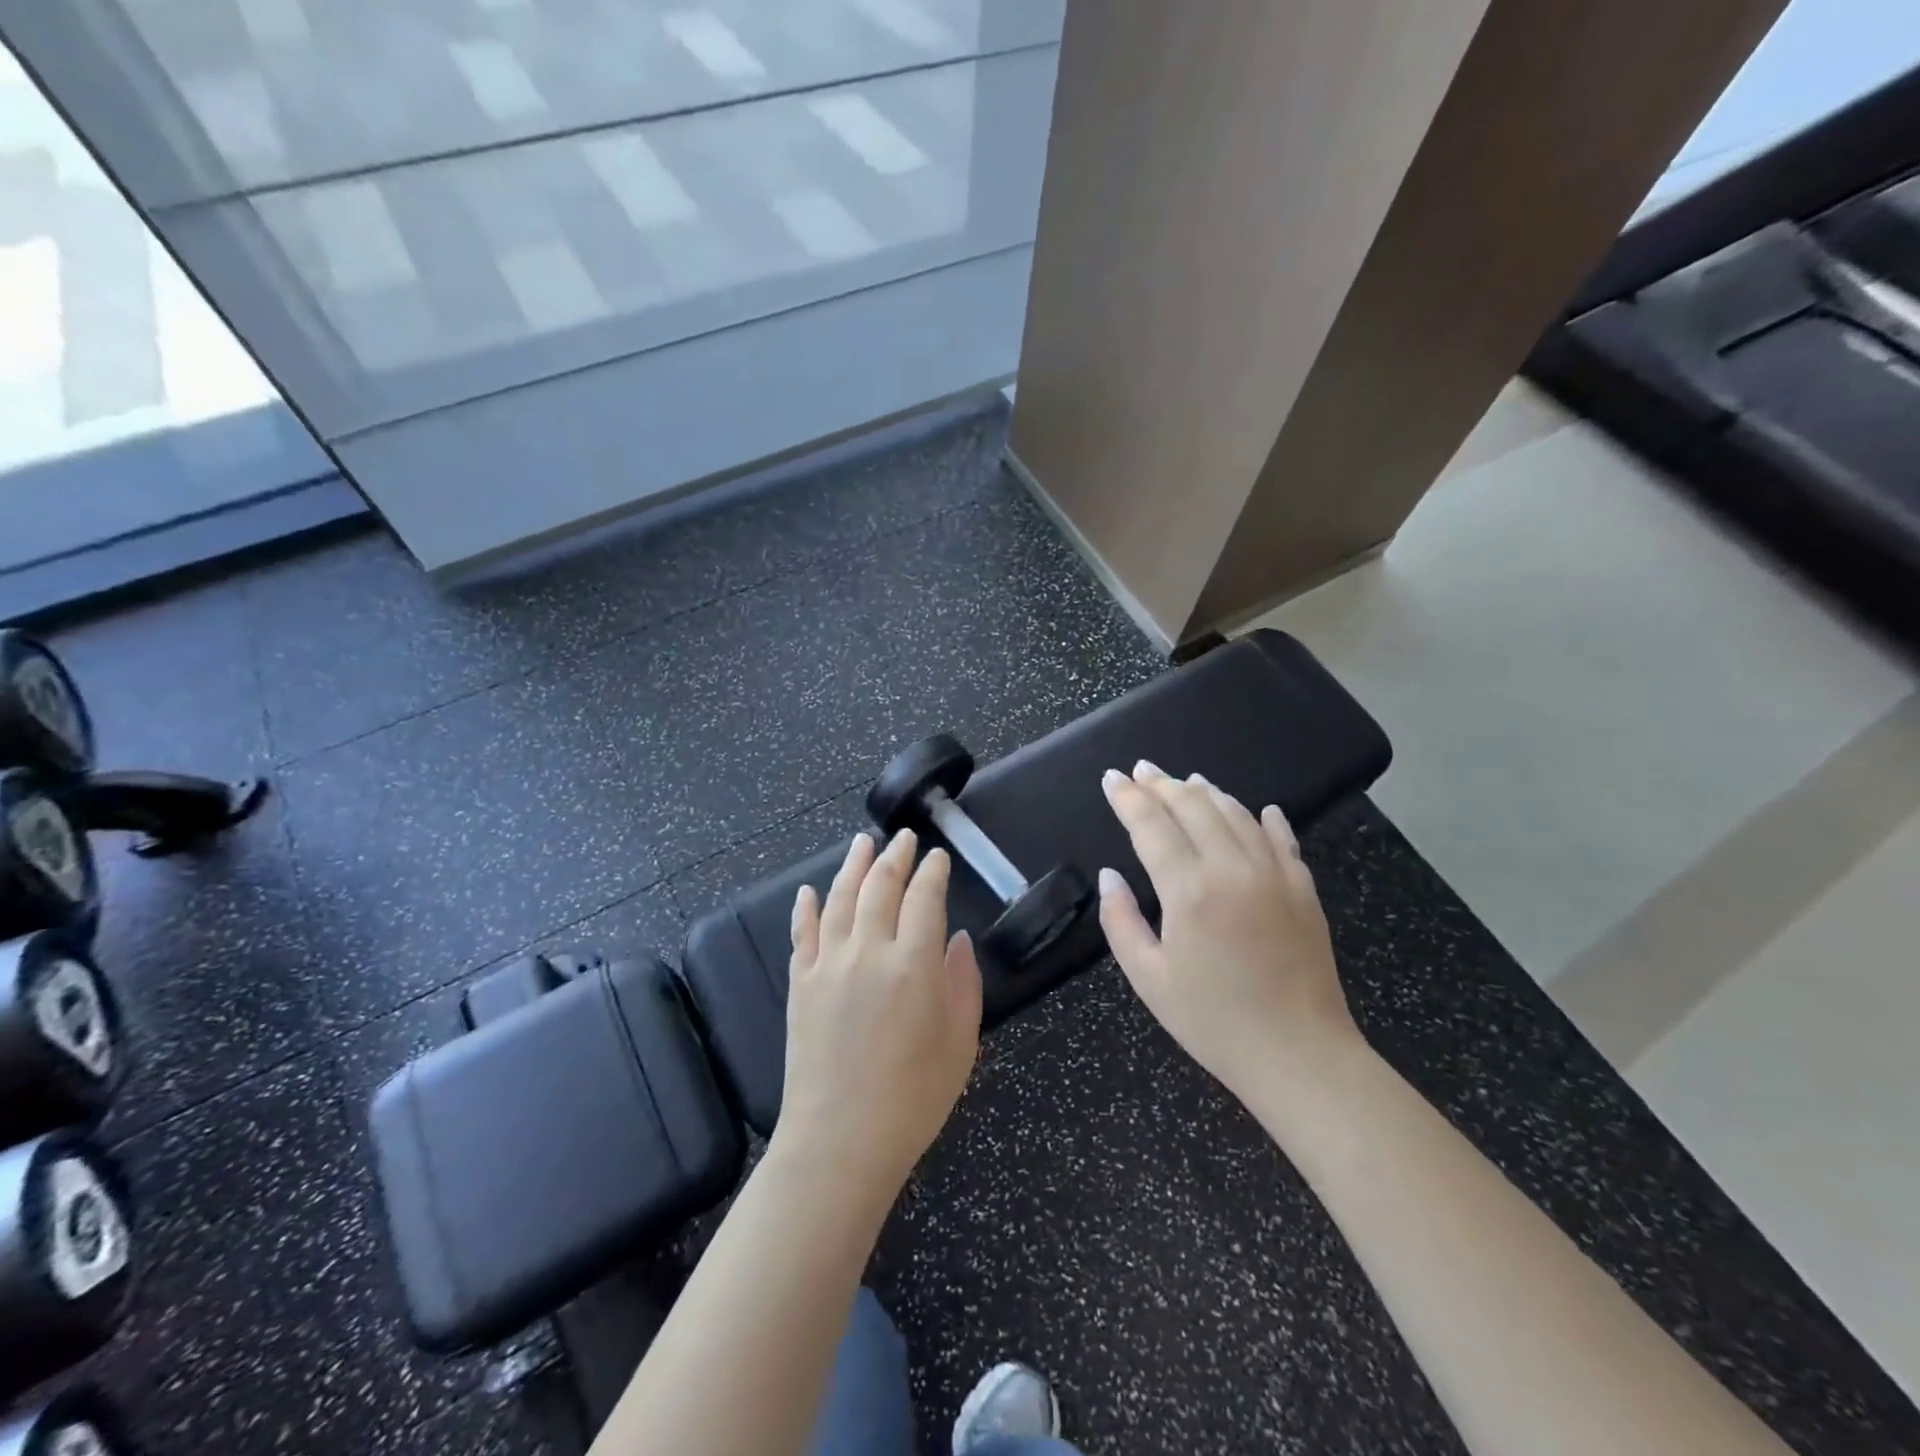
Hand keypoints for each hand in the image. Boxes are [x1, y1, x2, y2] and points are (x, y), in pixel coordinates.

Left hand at [777, 830, 982, 1202]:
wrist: (840, 1142)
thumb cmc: (913, 1098)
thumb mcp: (960, 1043)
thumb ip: (963, 983)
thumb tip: (955, 939)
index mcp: (914, 965)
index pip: (925, 898)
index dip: (933, 871)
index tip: (938, 857)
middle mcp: (869, 952)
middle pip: (880, 887)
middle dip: (895, 857)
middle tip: (903, 838)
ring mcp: (828, 965)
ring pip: (840, 898)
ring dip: (852, 866)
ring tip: (861, 842)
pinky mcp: (800, 984)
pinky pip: (802, 934)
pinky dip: (807, 907)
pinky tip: (809, 890)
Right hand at [1097, 761, 1361, 1105]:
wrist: (1300, 1055)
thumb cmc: (1213, 1022)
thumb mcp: (1148, 978)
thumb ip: (1121, 920)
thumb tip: (1110, 876)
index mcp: (1189, 890)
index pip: (1152, 825)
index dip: (1128, 798)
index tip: (1113, 778)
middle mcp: (1232, 869)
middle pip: (1194, 806)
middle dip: (1163, 784)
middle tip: (1143, 770)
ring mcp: (1275, 875)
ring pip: (1237, 813)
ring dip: (1207, 792)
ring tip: (1186, 781)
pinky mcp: (1304, 889)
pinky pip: (1282, 839)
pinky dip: (1264, 818)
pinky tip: (1258, 809)